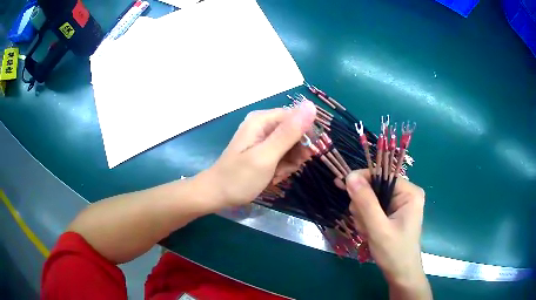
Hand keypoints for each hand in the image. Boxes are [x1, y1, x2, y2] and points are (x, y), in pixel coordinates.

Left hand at [198, 101, 315, 207]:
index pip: (297, 116)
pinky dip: (282, 167)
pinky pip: (282, 154)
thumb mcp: (266, 156)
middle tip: (285, 169)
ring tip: (275, 175)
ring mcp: (262, 138)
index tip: (304, 156)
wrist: (217, 194)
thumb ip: (289, 132)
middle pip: (295, 132)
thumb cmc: (239, 177)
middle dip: (295, 153)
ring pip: (291, 146)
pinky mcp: (263, 150)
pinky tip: (273, 177)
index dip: (305, 135)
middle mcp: (263, 124)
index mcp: (263, 119)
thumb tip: (311, 105)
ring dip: (289, 163)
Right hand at [346, 170, 431, 298]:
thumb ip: (365, 202)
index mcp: (409, 192)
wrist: (400, 274)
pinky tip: (369, 232)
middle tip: (364, 224)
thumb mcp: (378, 228)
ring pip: (370, 199)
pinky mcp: (392, 214)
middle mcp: (405, 194)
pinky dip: (366, 220)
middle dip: (363, 206)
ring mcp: (398, 204)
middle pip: (375, 187)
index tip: (341, 185)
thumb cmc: (394, 252)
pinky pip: (372, 209)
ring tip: (368, 232)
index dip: (362, 179)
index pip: (382, 175)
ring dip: (363, 216)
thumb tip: (350, 176)